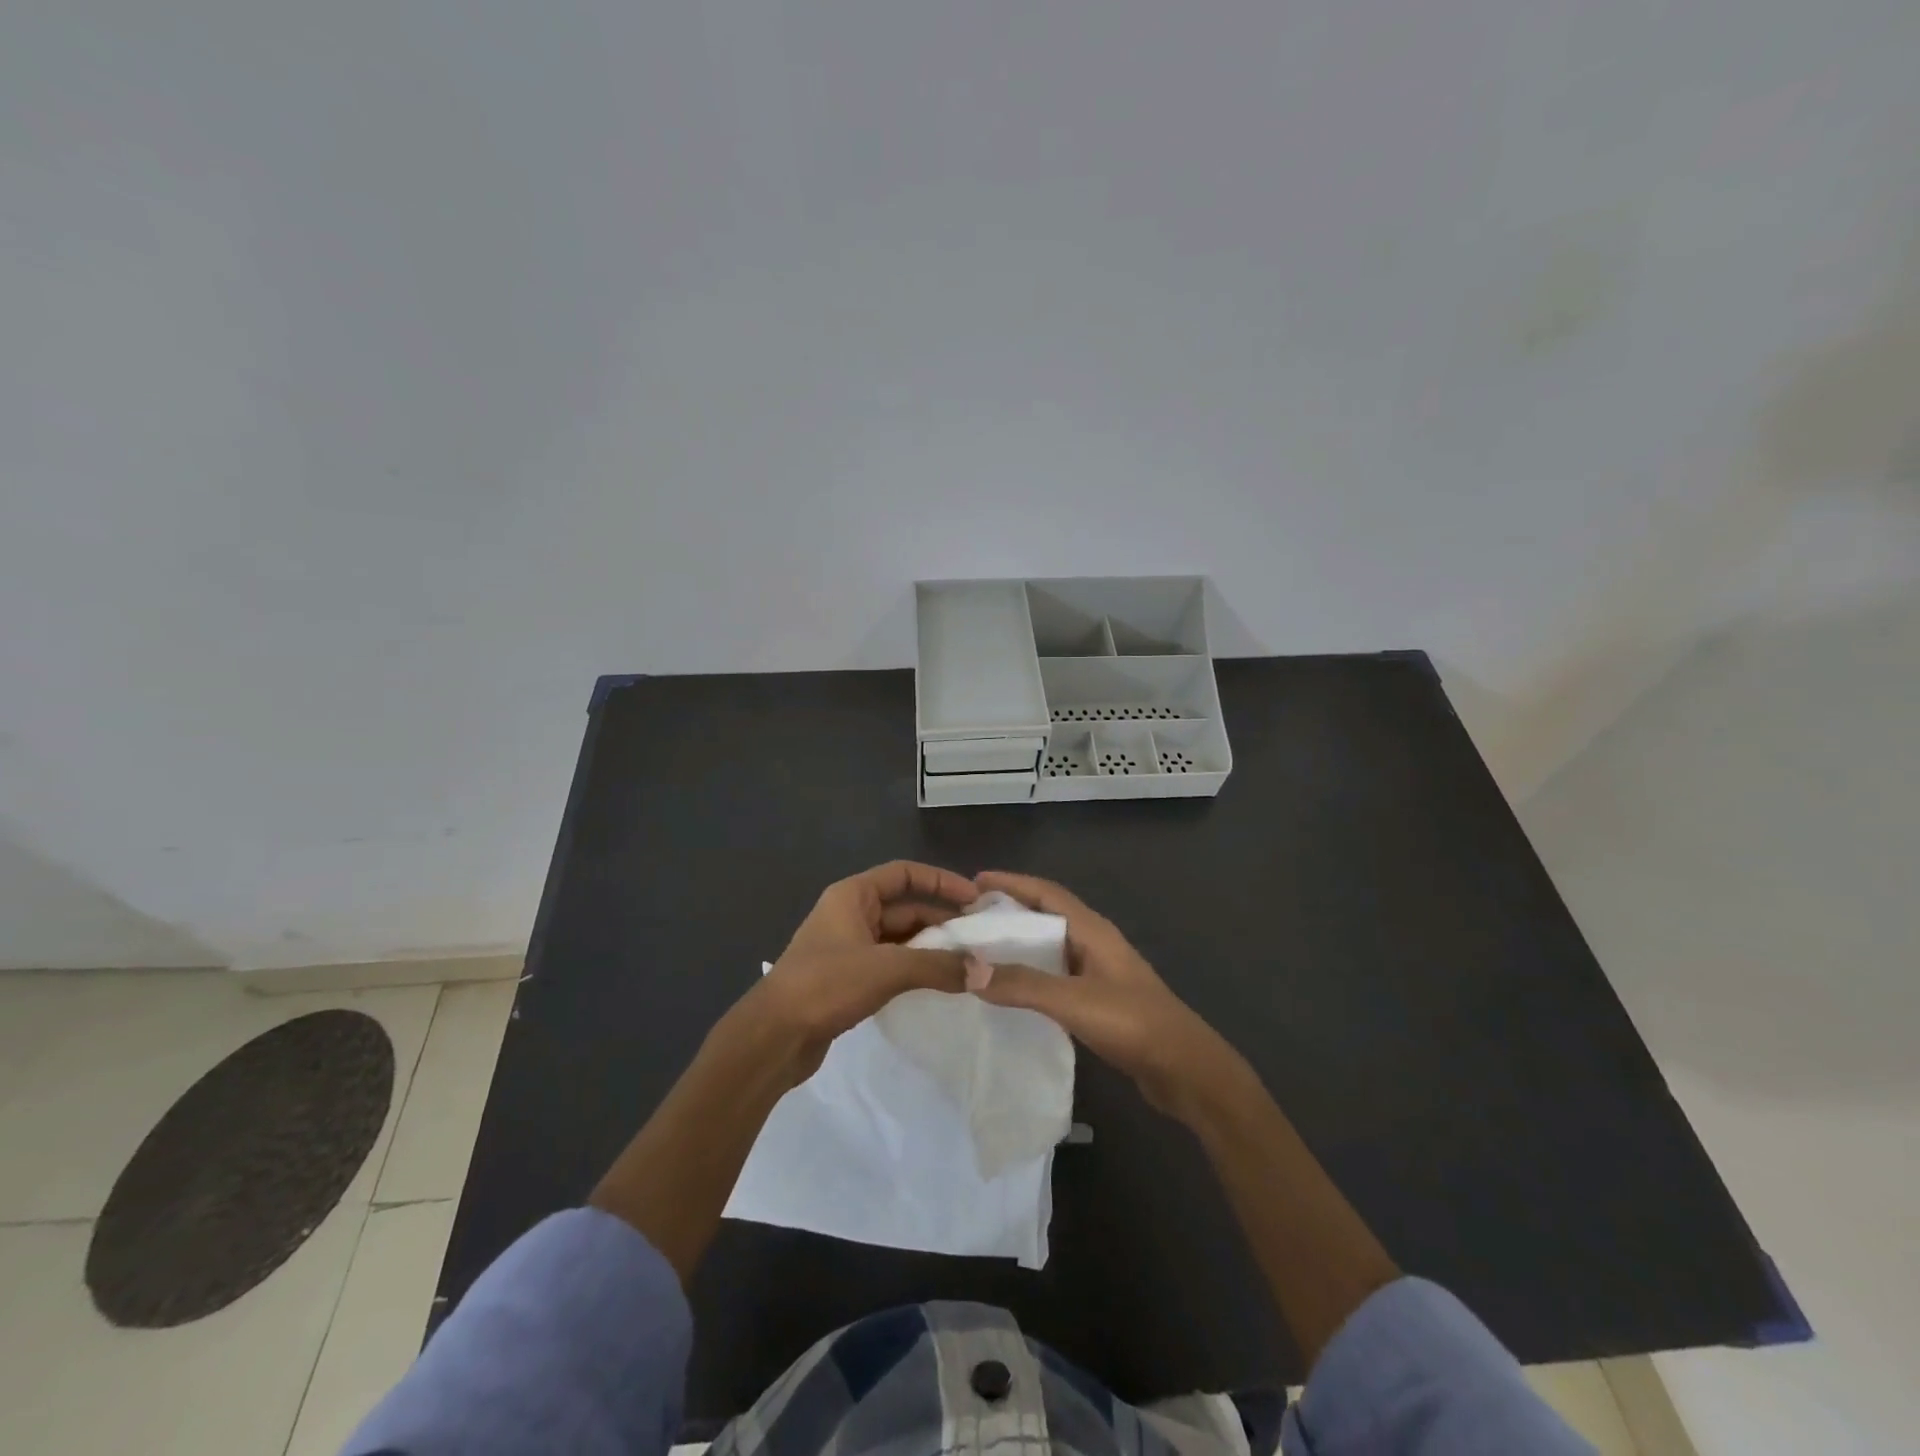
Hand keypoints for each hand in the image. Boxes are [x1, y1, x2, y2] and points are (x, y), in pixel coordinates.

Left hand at [748, 861, 980, 1079]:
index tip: (973, 898)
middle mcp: (849, 914)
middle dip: (940, 920)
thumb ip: (938, 966)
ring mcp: (846, 947)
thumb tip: (984, 970)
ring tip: (964, 963)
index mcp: (852, 896)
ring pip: (898, 938)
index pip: (904, 874)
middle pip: (904, 907)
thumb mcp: (887, 969)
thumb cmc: (826, 985)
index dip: (940, 880)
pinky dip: (912, 968)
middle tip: (977, 939)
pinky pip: (888, 963)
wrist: (773, 1037)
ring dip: (928, 948)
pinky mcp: (846, 979)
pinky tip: (935, 983)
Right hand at [971, 870, 1244, 1118]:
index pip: (1047, 892)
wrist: (1185, 1070)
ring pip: (1051, 946)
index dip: (1012, 883)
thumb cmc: (1133, 1023)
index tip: (974, 882)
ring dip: (1019, 943)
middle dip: (1009, 911)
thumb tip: (969, 969)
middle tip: (969, 918)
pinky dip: (1030, 973)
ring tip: (981, 950)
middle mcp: (1095, 943)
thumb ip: (1023, 985)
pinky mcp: (1099, 1000)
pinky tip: (1012, 989)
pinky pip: (1056, 974)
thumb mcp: (1074, 1001)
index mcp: (1093, 930)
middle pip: (1046, 915)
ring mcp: (1099, 972)